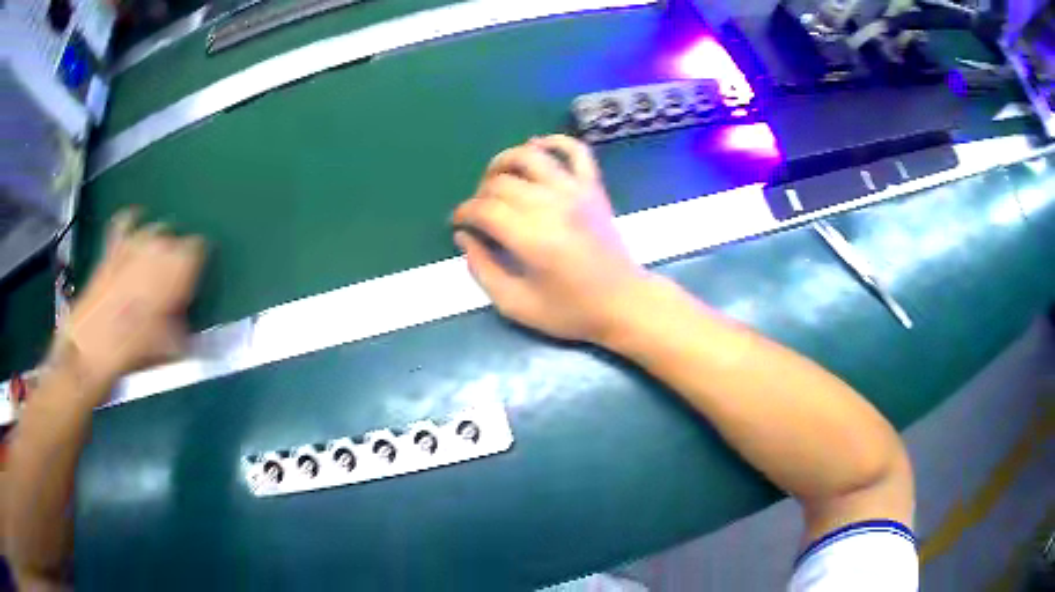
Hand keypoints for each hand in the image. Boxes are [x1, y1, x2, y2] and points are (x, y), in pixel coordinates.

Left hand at [51, 209, 205, 396]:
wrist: (90, 350)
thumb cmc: (134, 351)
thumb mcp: (170, 348)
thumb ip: (185, 327)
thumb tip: (190, 322)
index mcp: (176, 268)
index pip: (198, 249)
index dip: (198, 264)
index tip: (195, 282)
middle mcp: (156, 247)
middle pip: (176, 239)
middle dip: (177, 257)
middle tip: (173, 283)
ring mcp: (132, 244)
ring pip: (154, 229)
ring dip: (158, 243)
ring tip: (155, 263)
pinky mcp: (112, 249)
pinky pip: (125, 222)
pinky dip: (132, 221)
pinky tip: (135, 224)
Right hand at [452, 135, 648, 342]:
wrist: (625, 303)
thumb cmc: (571, 311)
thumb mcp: (516, 305)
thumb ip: (483, 270)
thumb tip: (464, 237)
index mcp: (531, 238)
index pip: (484, 209)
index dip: (463, 213)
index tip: (457, 223)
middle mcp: (551, 206)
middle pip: (501, 182)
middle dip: (480, 194)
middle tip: (479, 213)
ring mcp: (575, 191)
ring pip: (530, 156)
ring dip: (505, 161)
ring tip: (496, 178)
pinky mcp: (593, 188)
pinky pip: (575, 151)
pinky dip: (554, 142)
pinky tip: (537, 147)